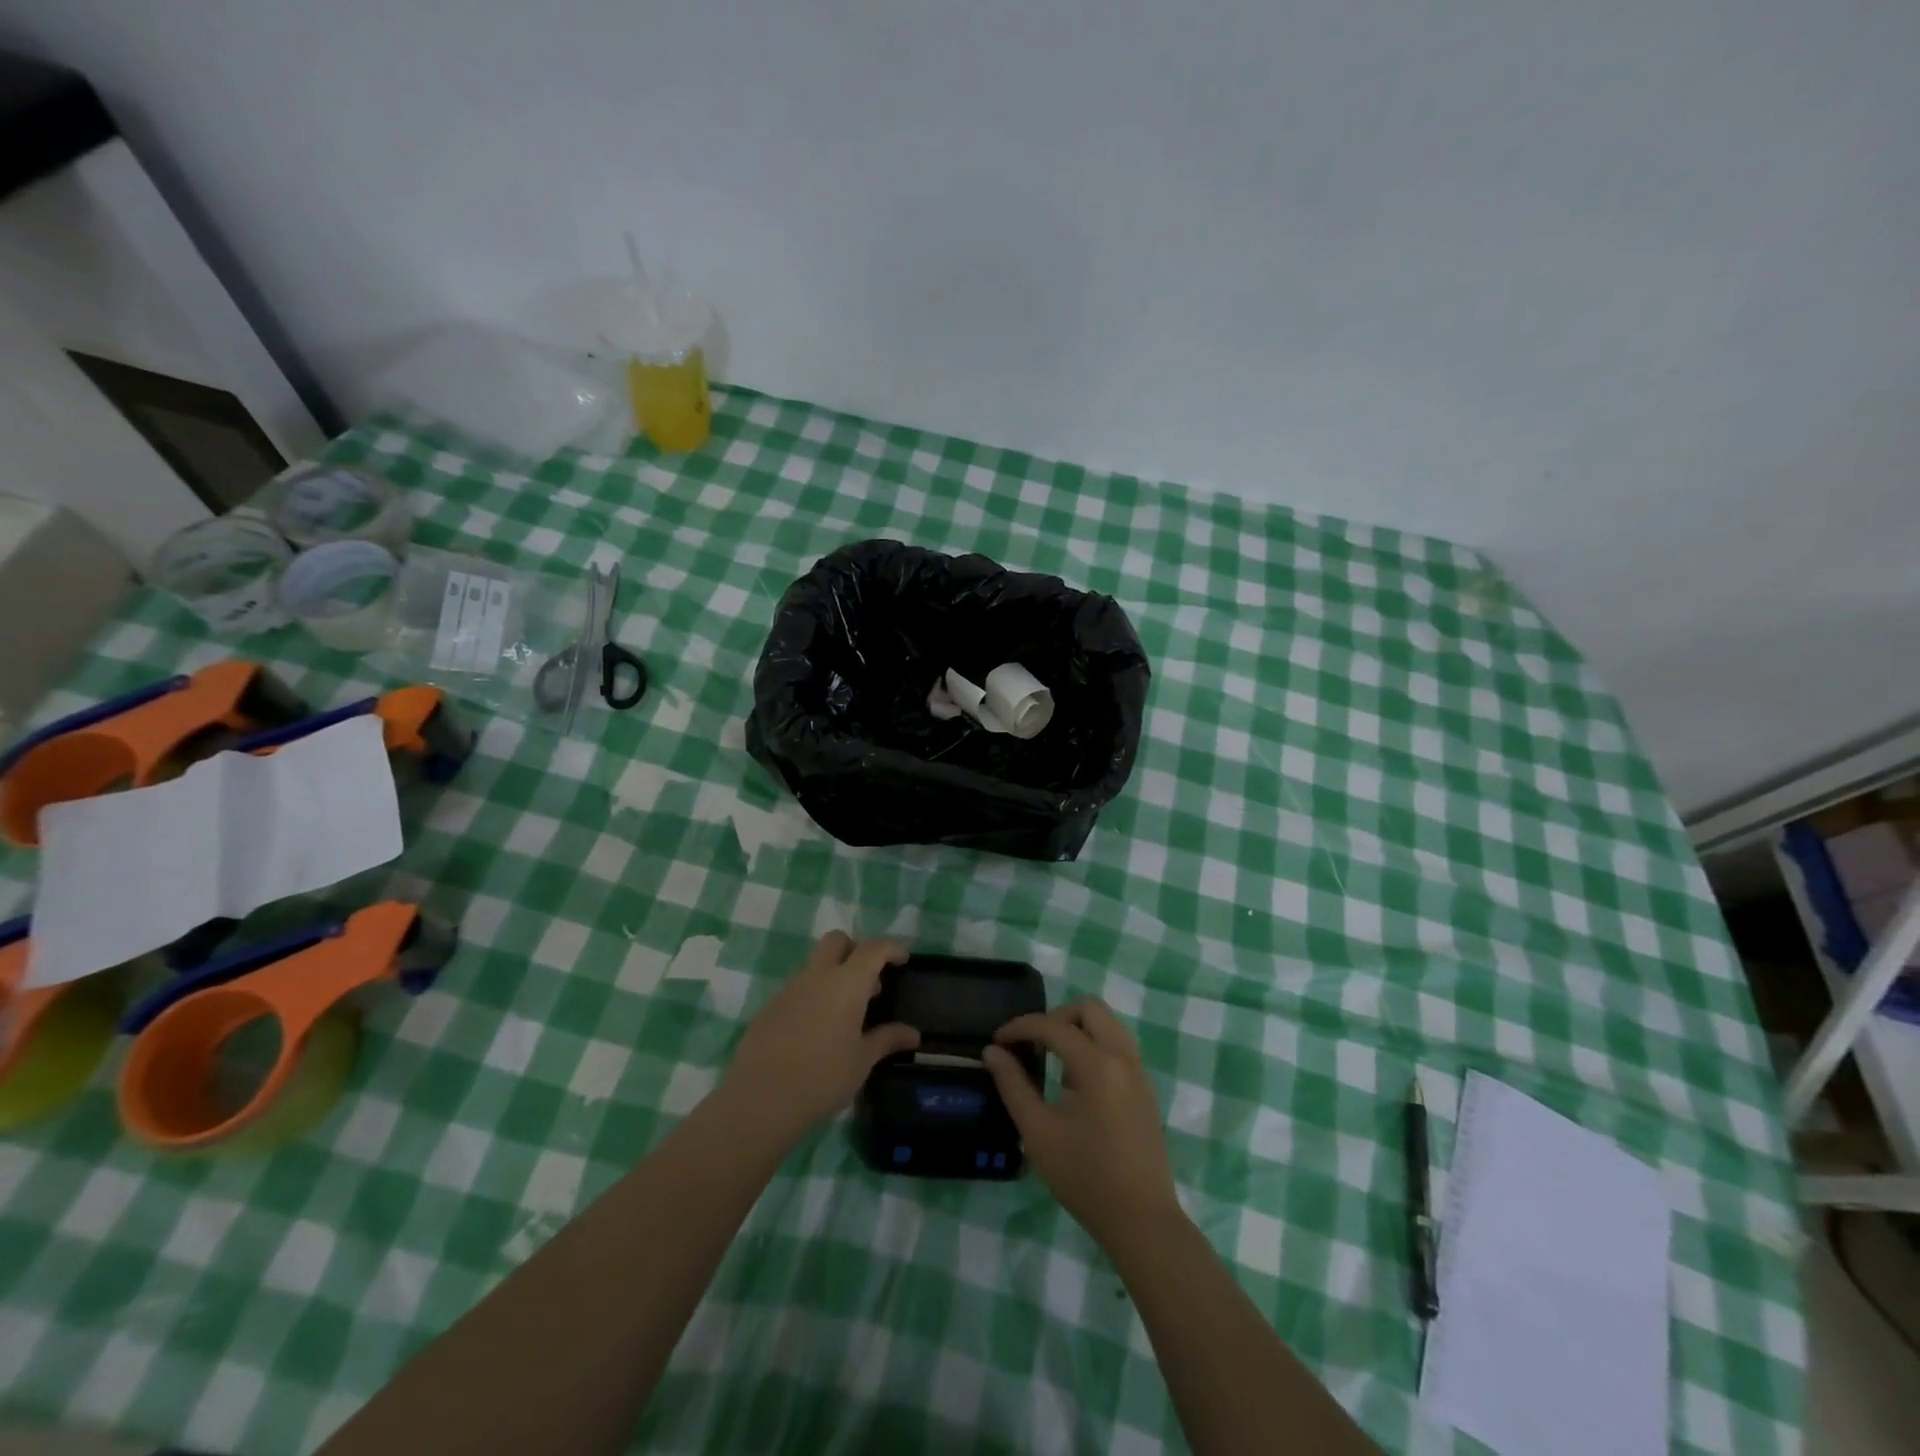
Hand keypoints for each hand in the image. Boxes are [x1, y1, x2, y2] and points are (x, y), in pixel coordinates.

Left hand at [719, 932, 917, 1147]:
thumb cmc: (822, 1078)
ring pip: (815, 963)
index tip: (903, 959)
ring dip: (833, 973)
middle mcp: (817, 976)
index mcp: (846, 983)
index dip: (891, 948)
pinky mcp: (770, 1006)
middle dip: (856, 950)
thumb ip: (887, 1040)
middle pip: (837, 941)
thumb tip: (913, 1034)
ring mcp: (789, 989)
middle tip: (869, 981)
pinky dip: (813, 994)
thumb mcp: (862, 1061)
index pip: (873, 949)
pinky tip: (816, 1028)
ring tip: (845, 1011)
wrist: (760, 1099)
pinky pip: (798, 987)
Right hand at [984, 999, 1181, 1250]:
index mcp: (1097, 1064)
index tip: (997, 1042)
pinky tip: (1076, 1080)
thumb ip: (1013, 1085)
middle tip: (1031, 1043)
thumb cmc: (1085, 1177)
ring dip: (1078, 1028)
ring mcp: (1139, 1071)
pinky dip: (1095, 1044)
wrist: (1141, 1220)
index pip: (1053, 1025)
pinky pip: (1119, 1044)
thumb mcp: (1038, 1132)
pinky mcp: (1145, 1088)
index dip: (1020, 1027)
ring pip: (1108, 1023)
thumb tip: (992, 1052)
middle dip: (1055, 1018)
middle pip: (1089, 1008)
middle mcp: (1123, 1056)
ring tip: (1053, 1058)